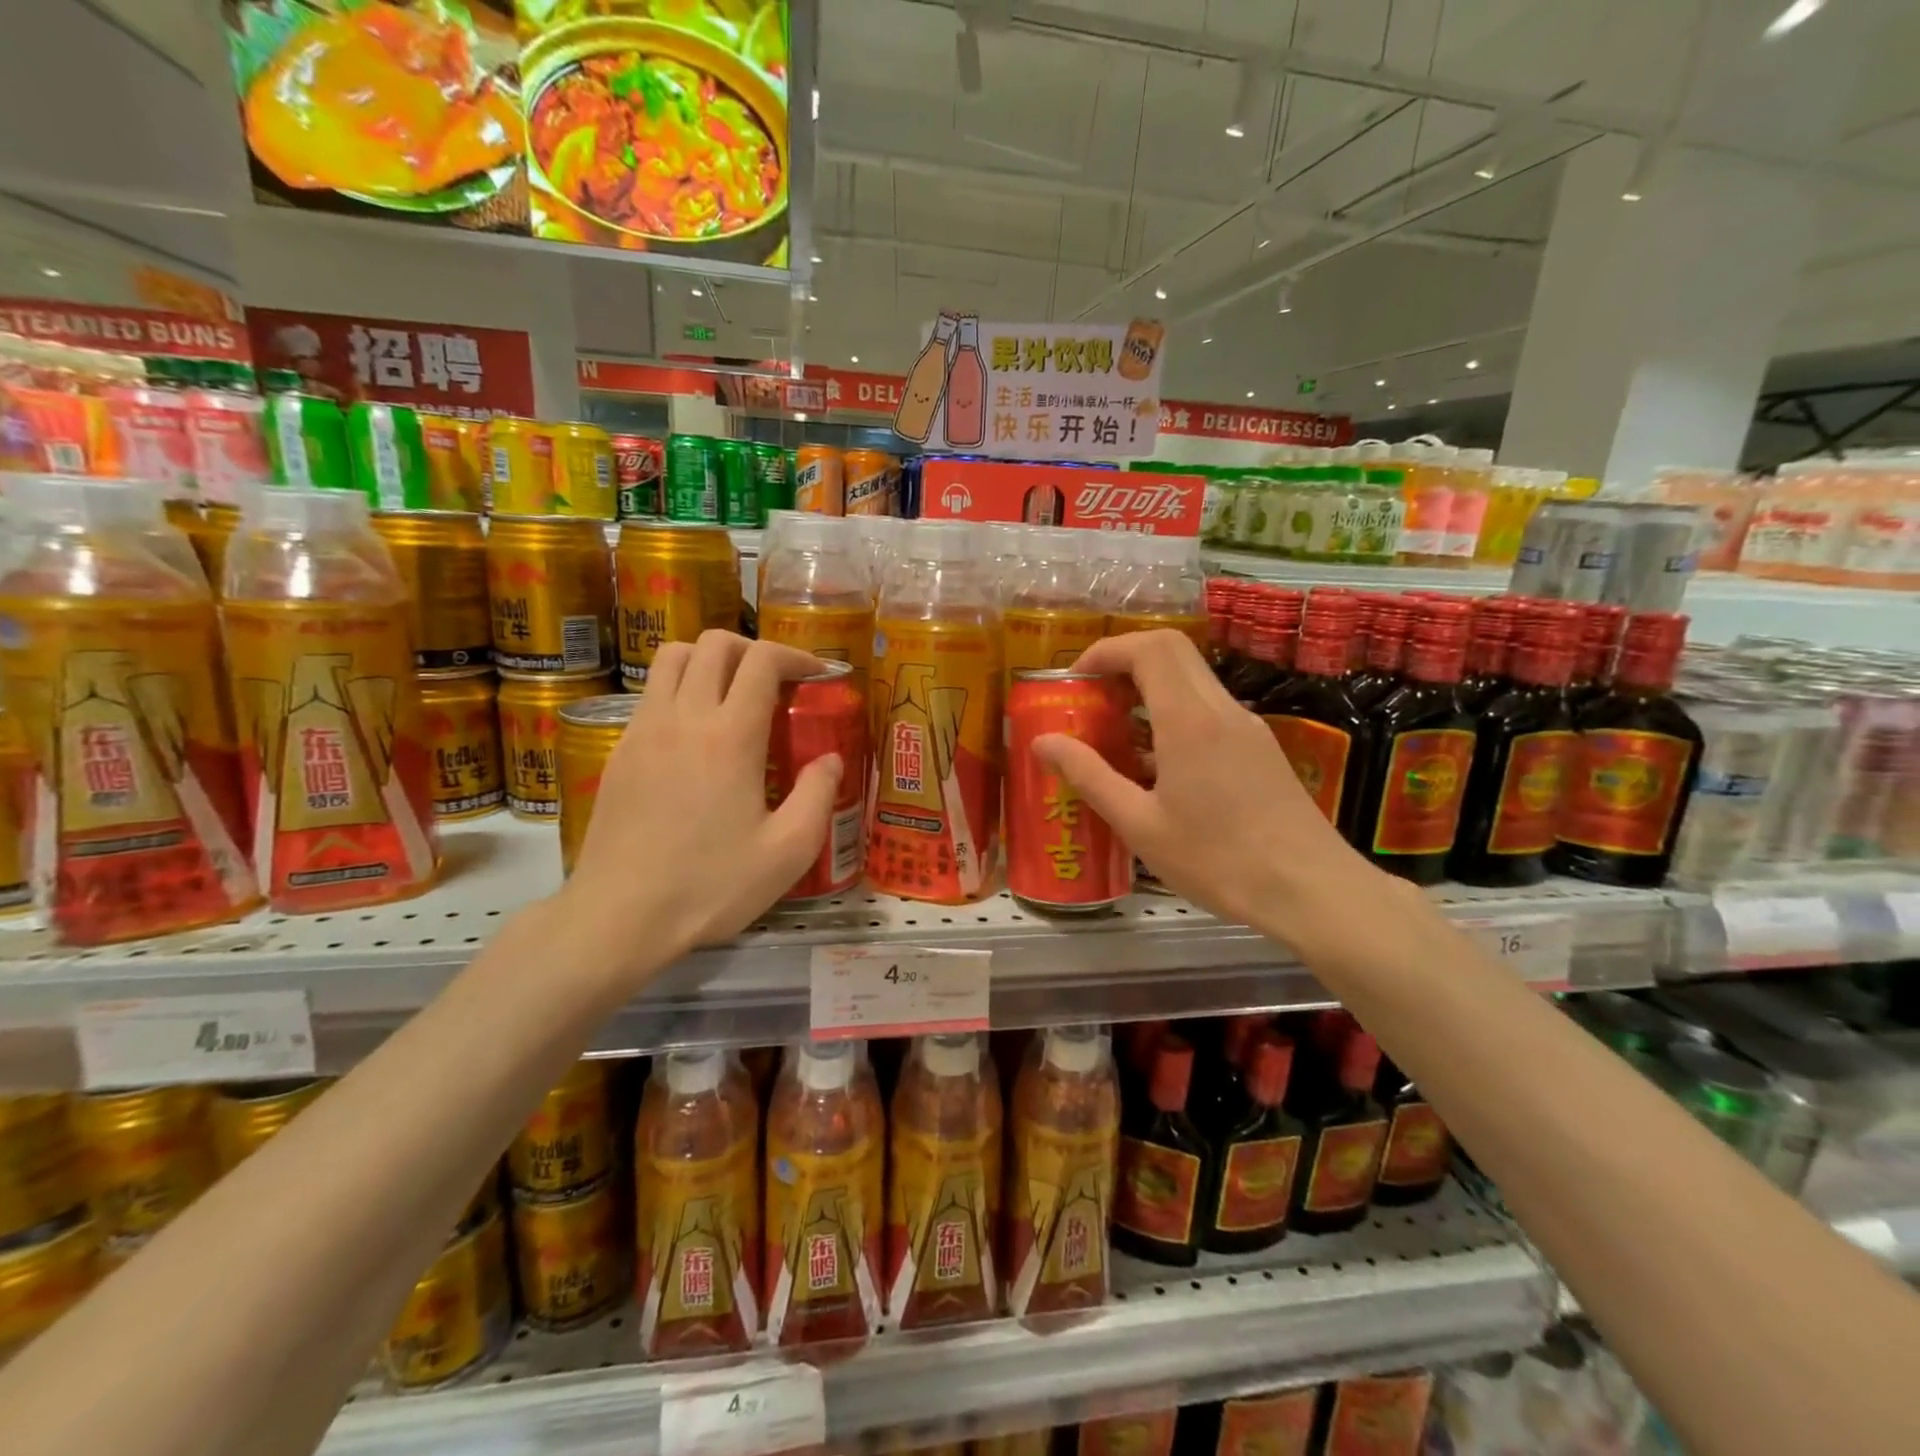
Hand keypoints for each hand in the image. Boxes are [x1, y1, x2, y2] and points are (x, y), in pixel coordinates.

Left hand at [560, 632, 843, 980]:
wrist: (619, 916)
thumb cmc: (710, 886)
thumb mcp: (788, 851)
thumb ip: (818, 795)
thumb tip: (831, 758)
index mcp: (730, 736)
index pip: (761, 660)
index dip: (794, 655)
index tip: (816, 674)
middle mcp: (683, 717)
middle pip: (714, 644)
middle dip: (753, 649)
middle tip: (776, 681)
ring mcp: (643, 730)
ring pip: (672, 657)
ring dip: (710, 660)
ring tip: (733, 693)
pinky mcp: (619, 751)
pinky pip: (651, 693)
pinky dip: (680, 689)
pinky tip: (696, 735)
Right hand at [1032, 629, 1382, 942]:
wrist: (1311, 890)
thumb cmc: (1218, 860)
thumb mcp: (1140, 825)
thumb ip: (1089, 776)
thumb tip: (1042, 742)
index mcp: (1189, 719)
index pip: (1147, 648)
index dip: (1105, 651)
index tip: (1073, 681)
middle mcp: (1221, 708)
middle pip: (1171, 650)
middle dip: (1123, 661)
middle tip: (1091, 699)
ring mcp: (1246, 726)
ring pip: (1191, 679)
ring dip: (1148, 688)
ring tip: (1114, 733)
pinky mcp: (1259, 748)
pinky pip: (1208, 709)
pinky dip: (1172, 714)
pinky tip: (1156, 766)